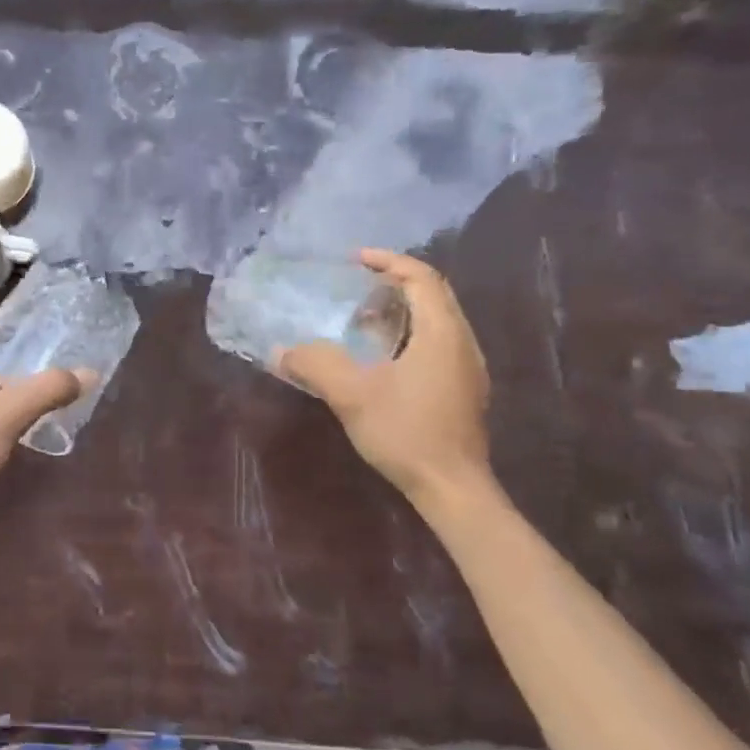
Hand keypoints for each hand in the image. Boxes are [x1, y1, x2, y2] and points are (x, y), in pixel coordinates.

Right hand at [278, 249, 491, 504]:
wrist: (453, 489)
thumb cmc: (407, 433)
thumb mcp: (352, 395)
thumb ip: (316, 366)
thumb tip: (281, 350)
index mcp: (442, 333)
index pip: (422, 278)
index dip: (389, 261)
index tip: (355, 260)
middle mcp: (462, 343)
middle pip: (434, 295)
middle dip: (395, 283)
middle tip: (356, 286)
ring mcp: (467, 368)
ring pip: (437, 321)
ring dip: (402, 310)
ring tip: (363, 319)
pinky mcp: (464, 390)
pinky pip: (438, 343)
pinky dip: (410, 334)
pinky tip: (382, 358)